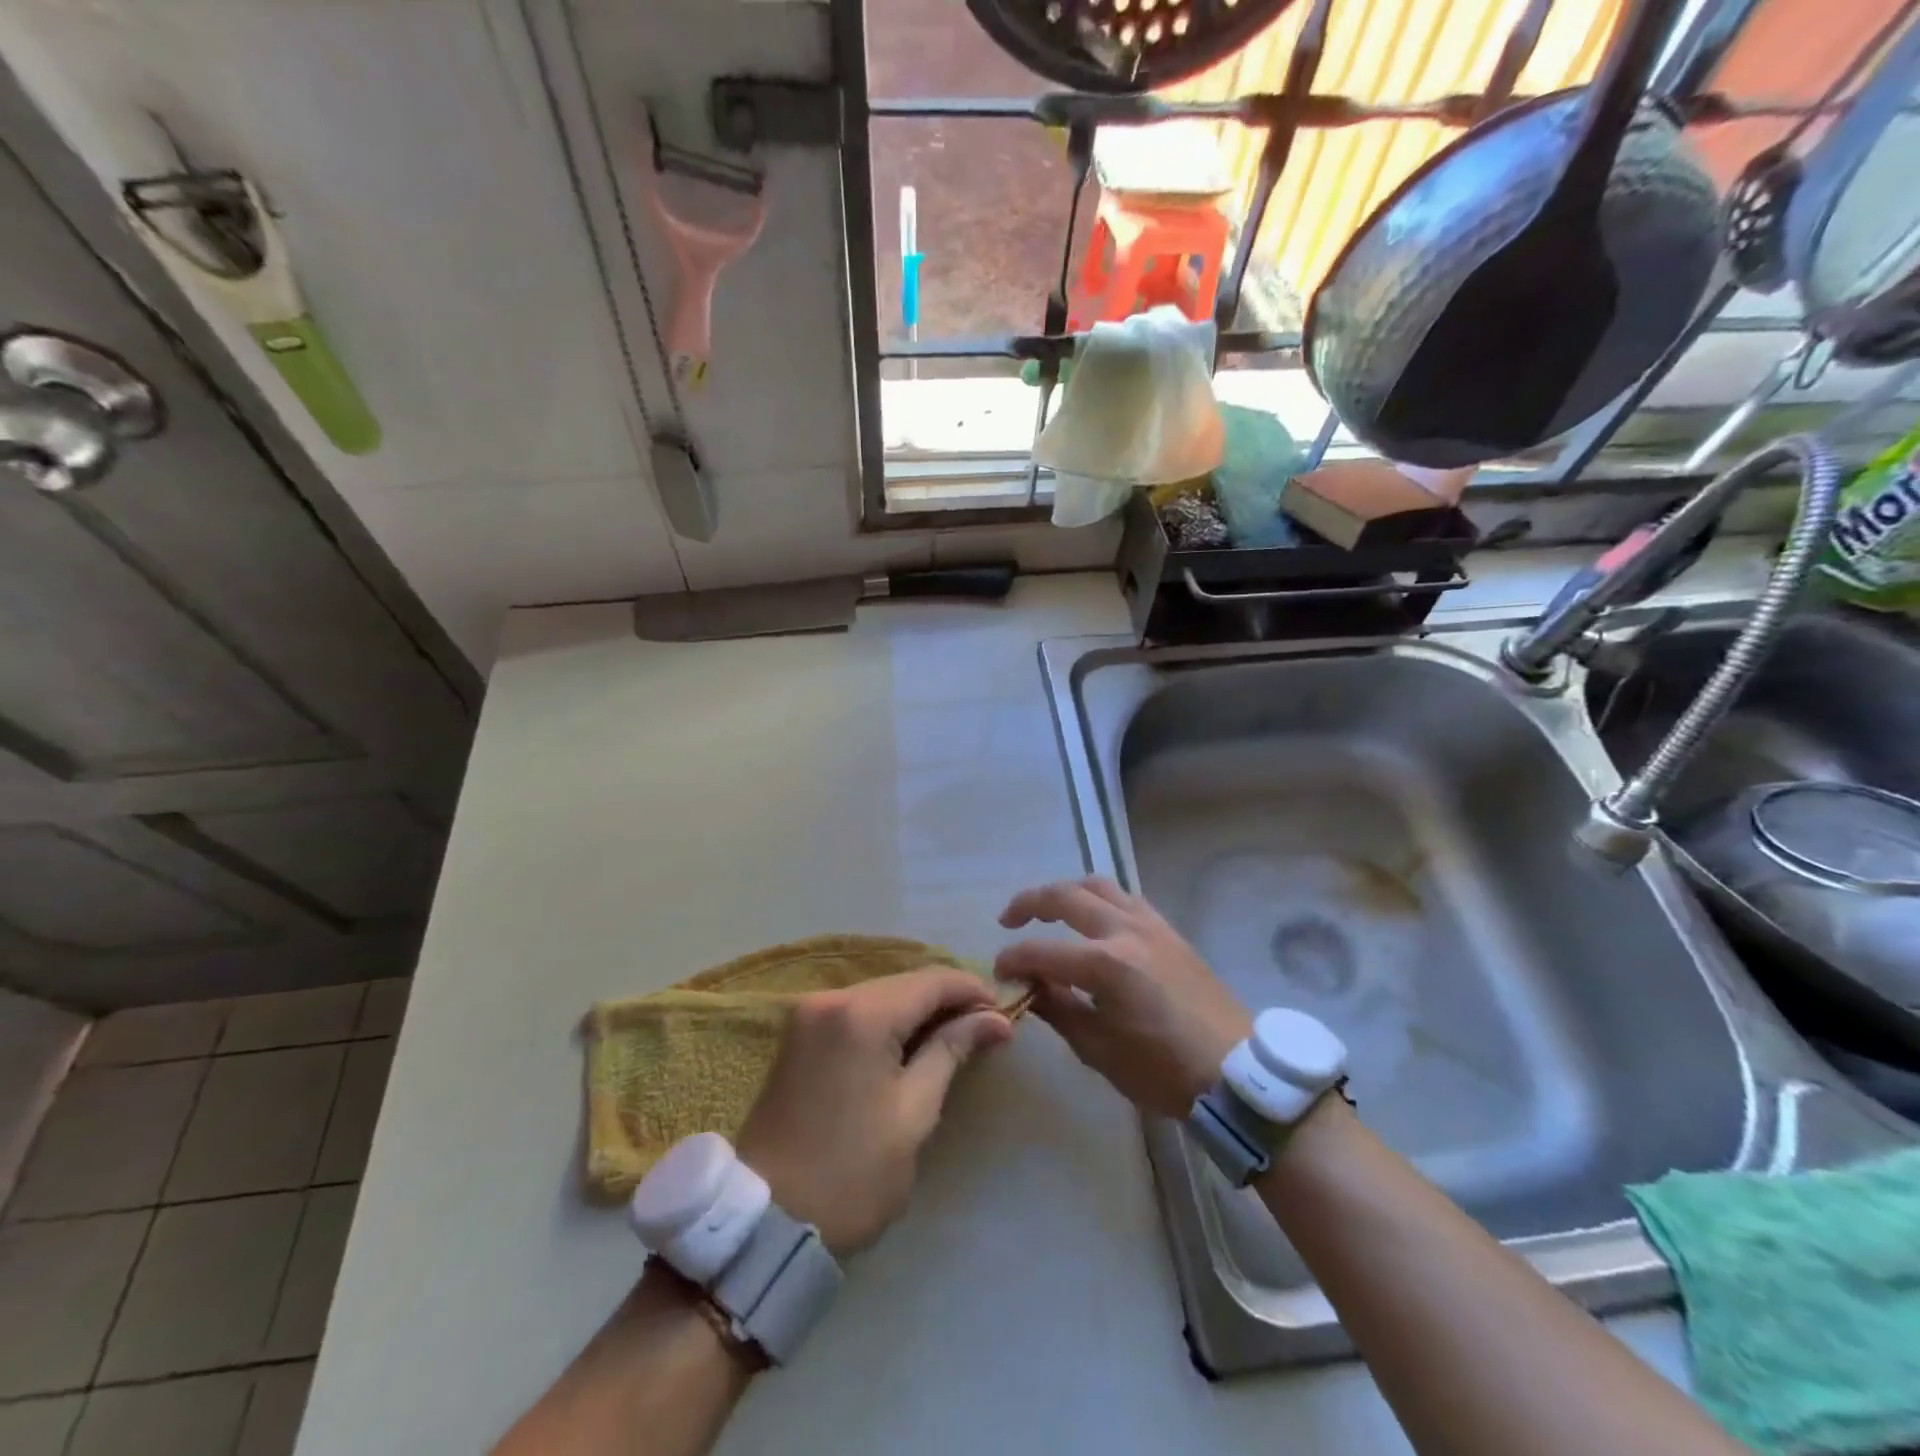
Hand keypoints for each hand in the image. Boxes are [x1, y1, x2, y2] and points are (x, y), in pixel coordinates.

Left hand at [734, 970, 1011, 1257]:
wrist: (766, 1223)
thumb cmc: (851, 1174)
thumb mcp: (913, 1113)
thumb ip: (951, 1051)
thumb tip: (996, 1019)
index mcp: (861, 1014)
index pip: (931, 980)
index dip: (972, 990)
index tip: (1004, 1014)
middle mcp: (830, 998)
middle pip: (904, 982)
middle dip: (947, 1000)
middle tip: (985, 1030)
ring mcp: (808, 1012)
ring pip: (880, 994)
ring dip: (918, 1010)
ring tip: (955, 1039)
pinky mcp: (798, 1033)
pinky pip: (856, 1010)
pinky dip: (888, 1021)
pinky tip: (910, 1044)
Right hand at [994, 877, 1250, 1117]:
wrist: (1236, 1072)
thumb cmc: (1164, 1071)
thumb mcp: (1099, 1050)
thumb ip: (1058, 1009)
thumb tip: (1028, 986)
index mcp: (1105, 965)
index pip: (1041, 951)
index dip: (1013, 959)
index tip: (999, 972)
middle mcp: (1125, 931)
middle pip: (1065, 896)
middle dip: (1029, 903)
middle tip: (1008, 920)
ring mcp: (1151, 925)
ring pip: (1098, 885)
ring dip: (1066, 892)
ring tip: (1048, 909)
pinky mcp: (1169, 930)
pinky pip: (1125, 898)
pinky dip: (1099, 899)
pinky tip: (1092, 919)